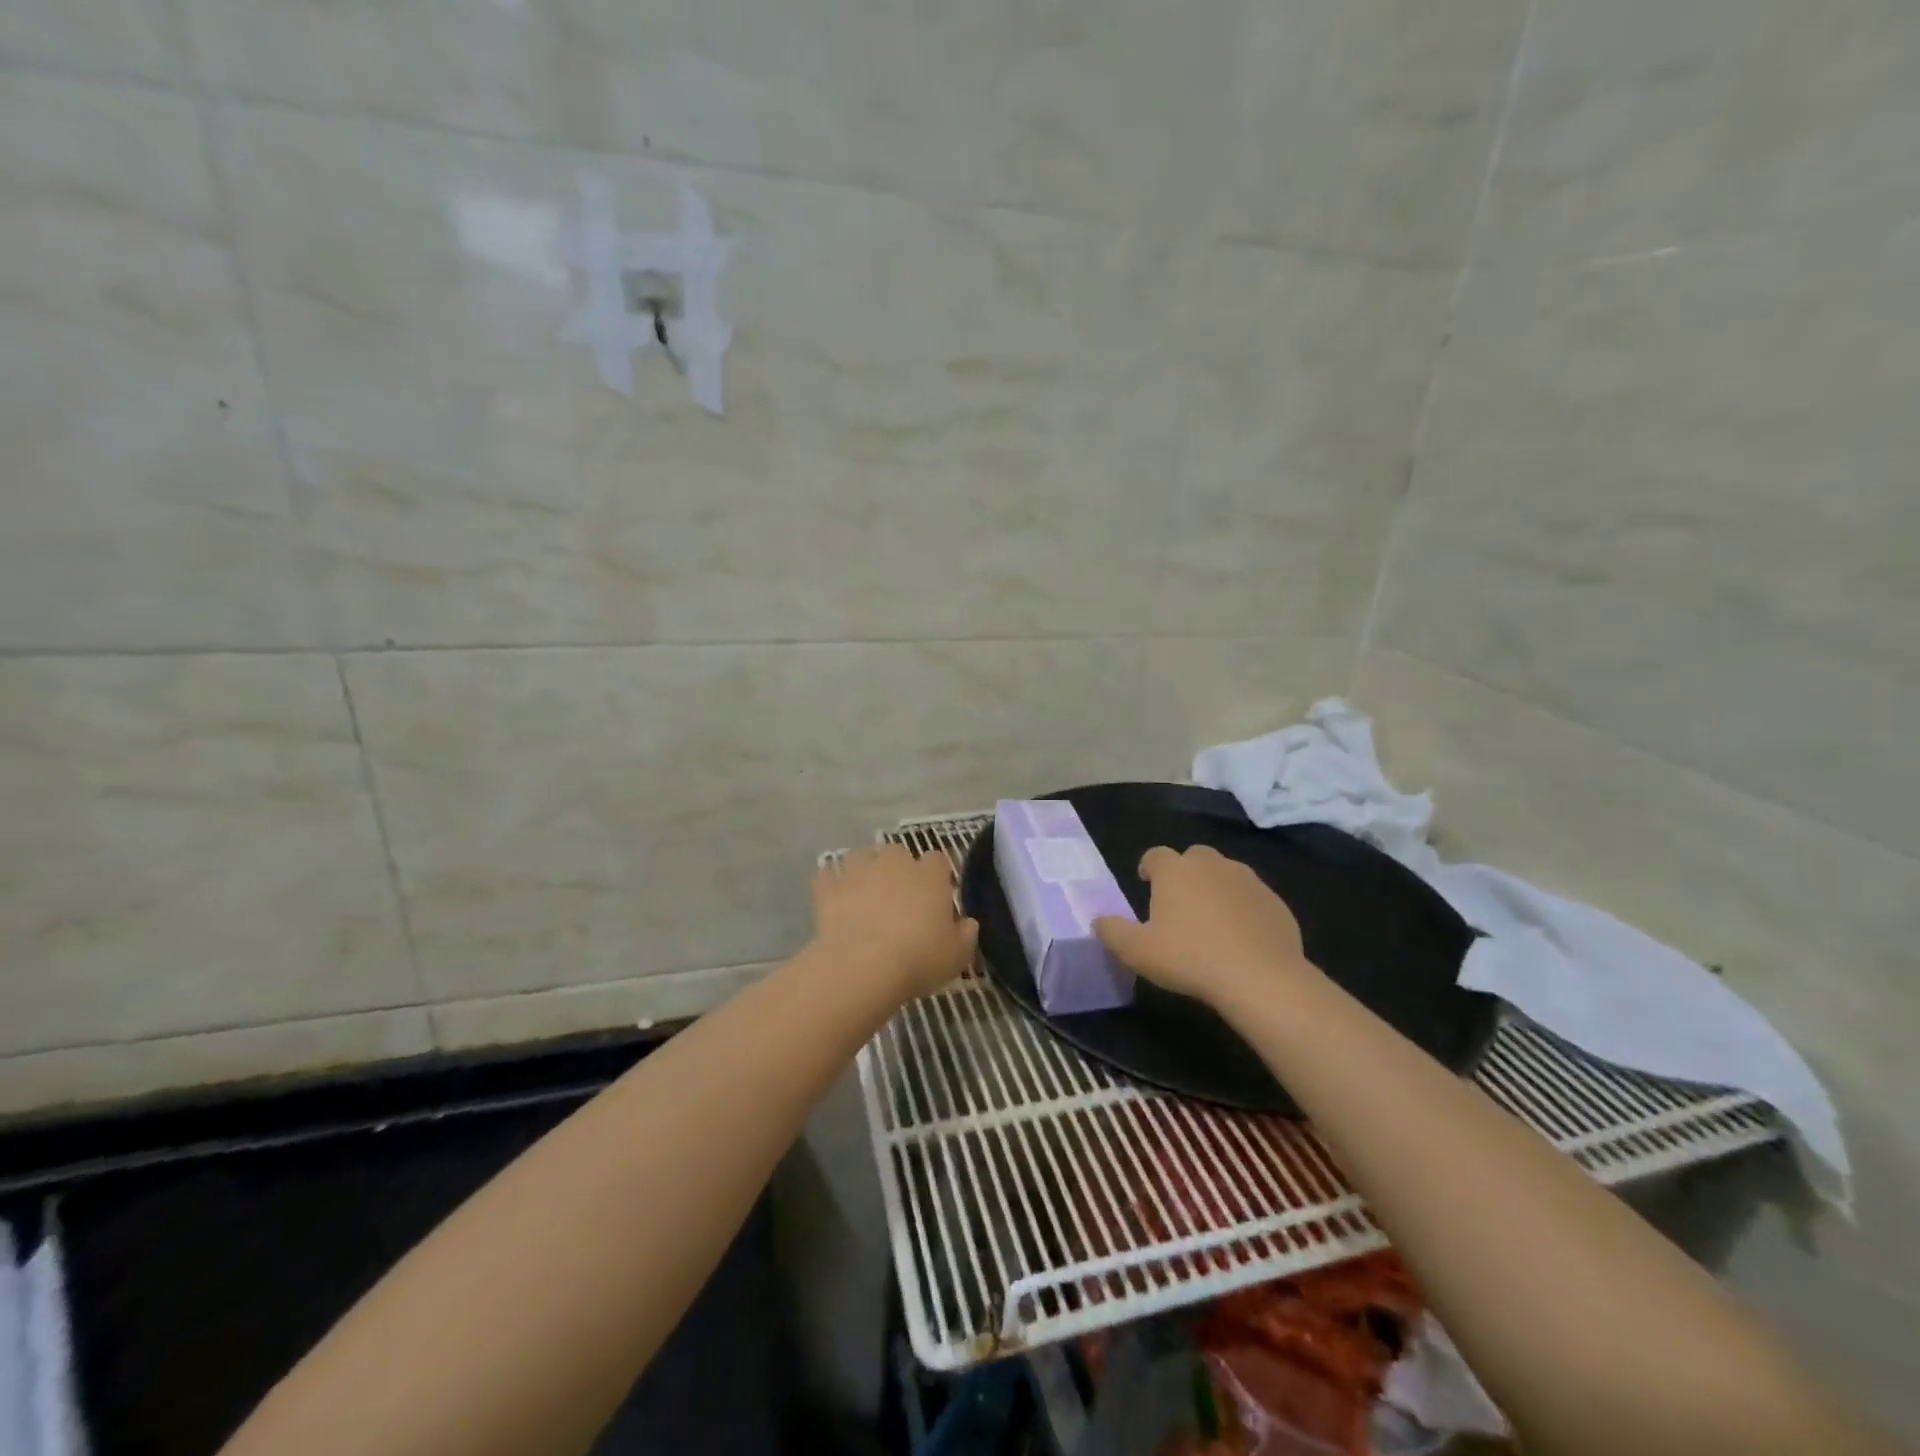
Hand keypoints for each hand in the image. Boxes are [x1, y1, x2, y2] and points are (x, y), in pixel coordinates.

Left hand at [811, 843, 978, 1000]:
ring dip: (863, 868)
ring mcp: (858, 872)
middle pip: (898, 852)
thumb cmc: (919, 959)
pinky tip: (834, 898)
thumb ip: (966, 934)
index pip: (938, 860)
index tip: (936, 896)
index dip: (937, 875)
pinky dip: (831, 883)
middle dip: (898, 868)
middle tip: (898, 896)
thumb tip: (968, 923)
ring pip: (861, 855)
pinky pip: (827, 875)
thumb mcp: (957, 955)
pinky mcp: (829, 888)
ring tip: (864, 892)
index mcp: (930, 875)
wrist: (863, 966)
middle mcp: (894, 863)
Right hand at [1094, 844, 1309, 1006]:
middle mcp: (1211, 865)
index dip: (1148, 866)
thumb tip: (1098, 921)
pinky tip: (1241, 936)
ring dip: (1215, 887)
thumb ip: (1112, 931)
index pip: (1155, 855)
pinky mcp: (1275, 901)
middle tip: (1179, 901)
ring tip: (1210, 918)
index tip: (1146, 881)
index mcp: (1175, 870)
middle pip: (1193, 857)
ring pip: (1226, 873)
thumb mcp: (1137, 951)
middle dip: (1184, 872)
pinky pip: (1252, 897)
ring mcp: (1248, 880)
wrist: (1260, 977)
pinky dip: (1243, 907)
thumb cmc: (1189, 958)